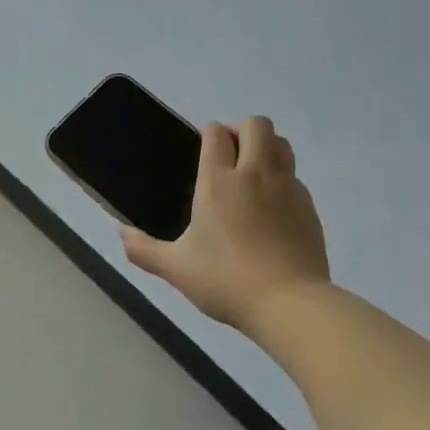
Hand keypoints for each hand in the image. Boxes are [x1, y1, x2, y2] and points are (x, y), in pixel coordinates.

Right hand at [123, 116, 330, 329]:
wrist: (289, 304)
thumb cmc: (226, 281)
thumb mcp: (175, 269)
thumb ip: (143, 249)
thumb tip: (122, 232)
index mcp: (218, 182)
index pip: (217, 134)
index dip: (208, 132)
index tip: (201, 146)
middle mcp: (255, 174)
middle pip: (257, 125)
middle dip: (240, 129)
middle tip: (227, 152)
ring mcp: (287, 188)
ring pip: (282, 144)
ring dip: (266, 146)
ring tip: (250, 170)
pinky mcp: (308, 207)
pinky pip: (294, 177)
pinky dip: (281, 178)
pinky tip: (270, 206)